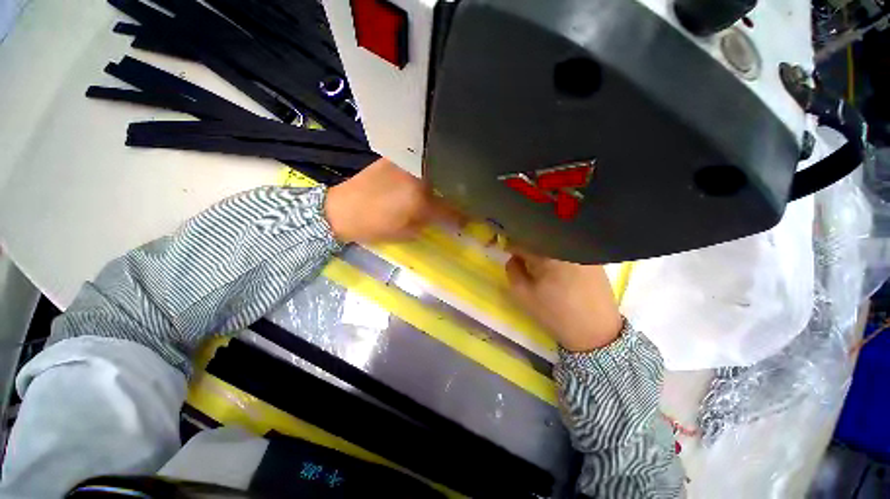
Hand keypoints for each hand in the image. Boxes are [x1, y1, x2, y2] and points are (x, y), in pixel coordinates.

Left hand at [325, 158, 459, 243]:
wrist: (341, 209)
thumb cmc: (374, 227)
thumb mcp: (406, 233)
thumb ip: (429, 224)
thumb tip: (444, 220)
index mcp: (420, 201)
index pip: (451, 209)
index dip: (462, 216)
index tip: (469, 219)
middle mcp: (418, 177)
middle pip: (447, 184)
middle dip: (457, 193)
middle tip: (462, 199)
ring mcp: (407, 164)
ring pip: (435, 170)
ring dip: (444, 178)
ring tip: (448, 185)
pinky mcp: (396, 157)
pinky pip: (420, 162)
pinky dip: (428, 168)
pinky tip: (428, 174)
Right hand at [506, 251, 622, 351]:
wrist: (596, 333)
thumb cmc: (555, 314)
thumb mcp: (523, 295)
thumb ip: (512, 271)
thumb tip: (513, 257)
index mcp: (548, 254)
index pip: (523, 241)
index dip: (512, 247)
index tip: (508, 254)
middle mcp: (567, 247)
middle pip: (540, 239)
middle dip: (528, 248)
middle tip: (524, 262)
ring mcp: (582, 252)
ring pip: (555, 244)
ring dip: (543, 252)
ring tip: (542, 269)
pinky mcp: (593, 259)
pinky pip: (568, 251)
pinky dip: (558, 257)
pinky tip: (559, 272)